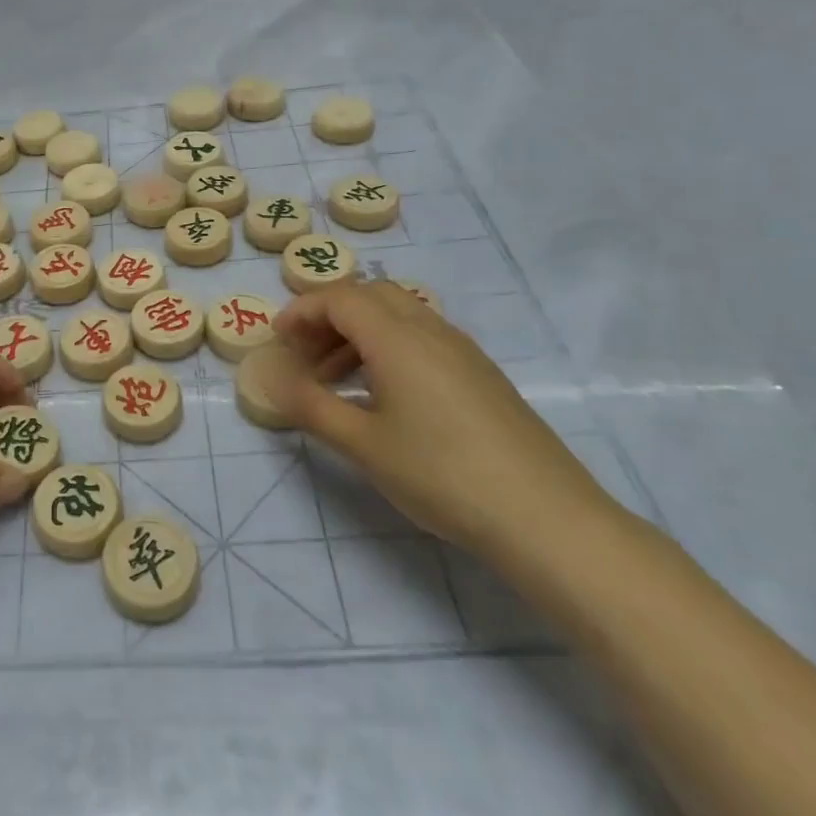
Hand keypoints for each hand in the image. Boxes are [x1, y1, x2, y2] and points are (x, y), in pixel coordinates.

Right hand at [265, 281, 615, 558]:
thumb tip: (268, 374)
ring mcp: (462, 350)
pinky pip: (422, 338)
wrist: (547, 519)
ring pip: (399, 315)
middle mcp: (431, 330)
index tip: (277, 341)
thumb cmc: (441, 475)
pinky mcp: (482, 374)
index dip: (301, 311)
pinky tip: (384, 397)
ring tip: (335, 381)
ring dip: (358, 333)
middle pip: (370, 296)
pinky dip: (388, 348)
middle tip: (304, 356)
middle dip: (328, 317)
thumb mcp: (362, 444)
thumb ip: (308, 404)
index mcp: (397, 338)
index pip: (339, 297)